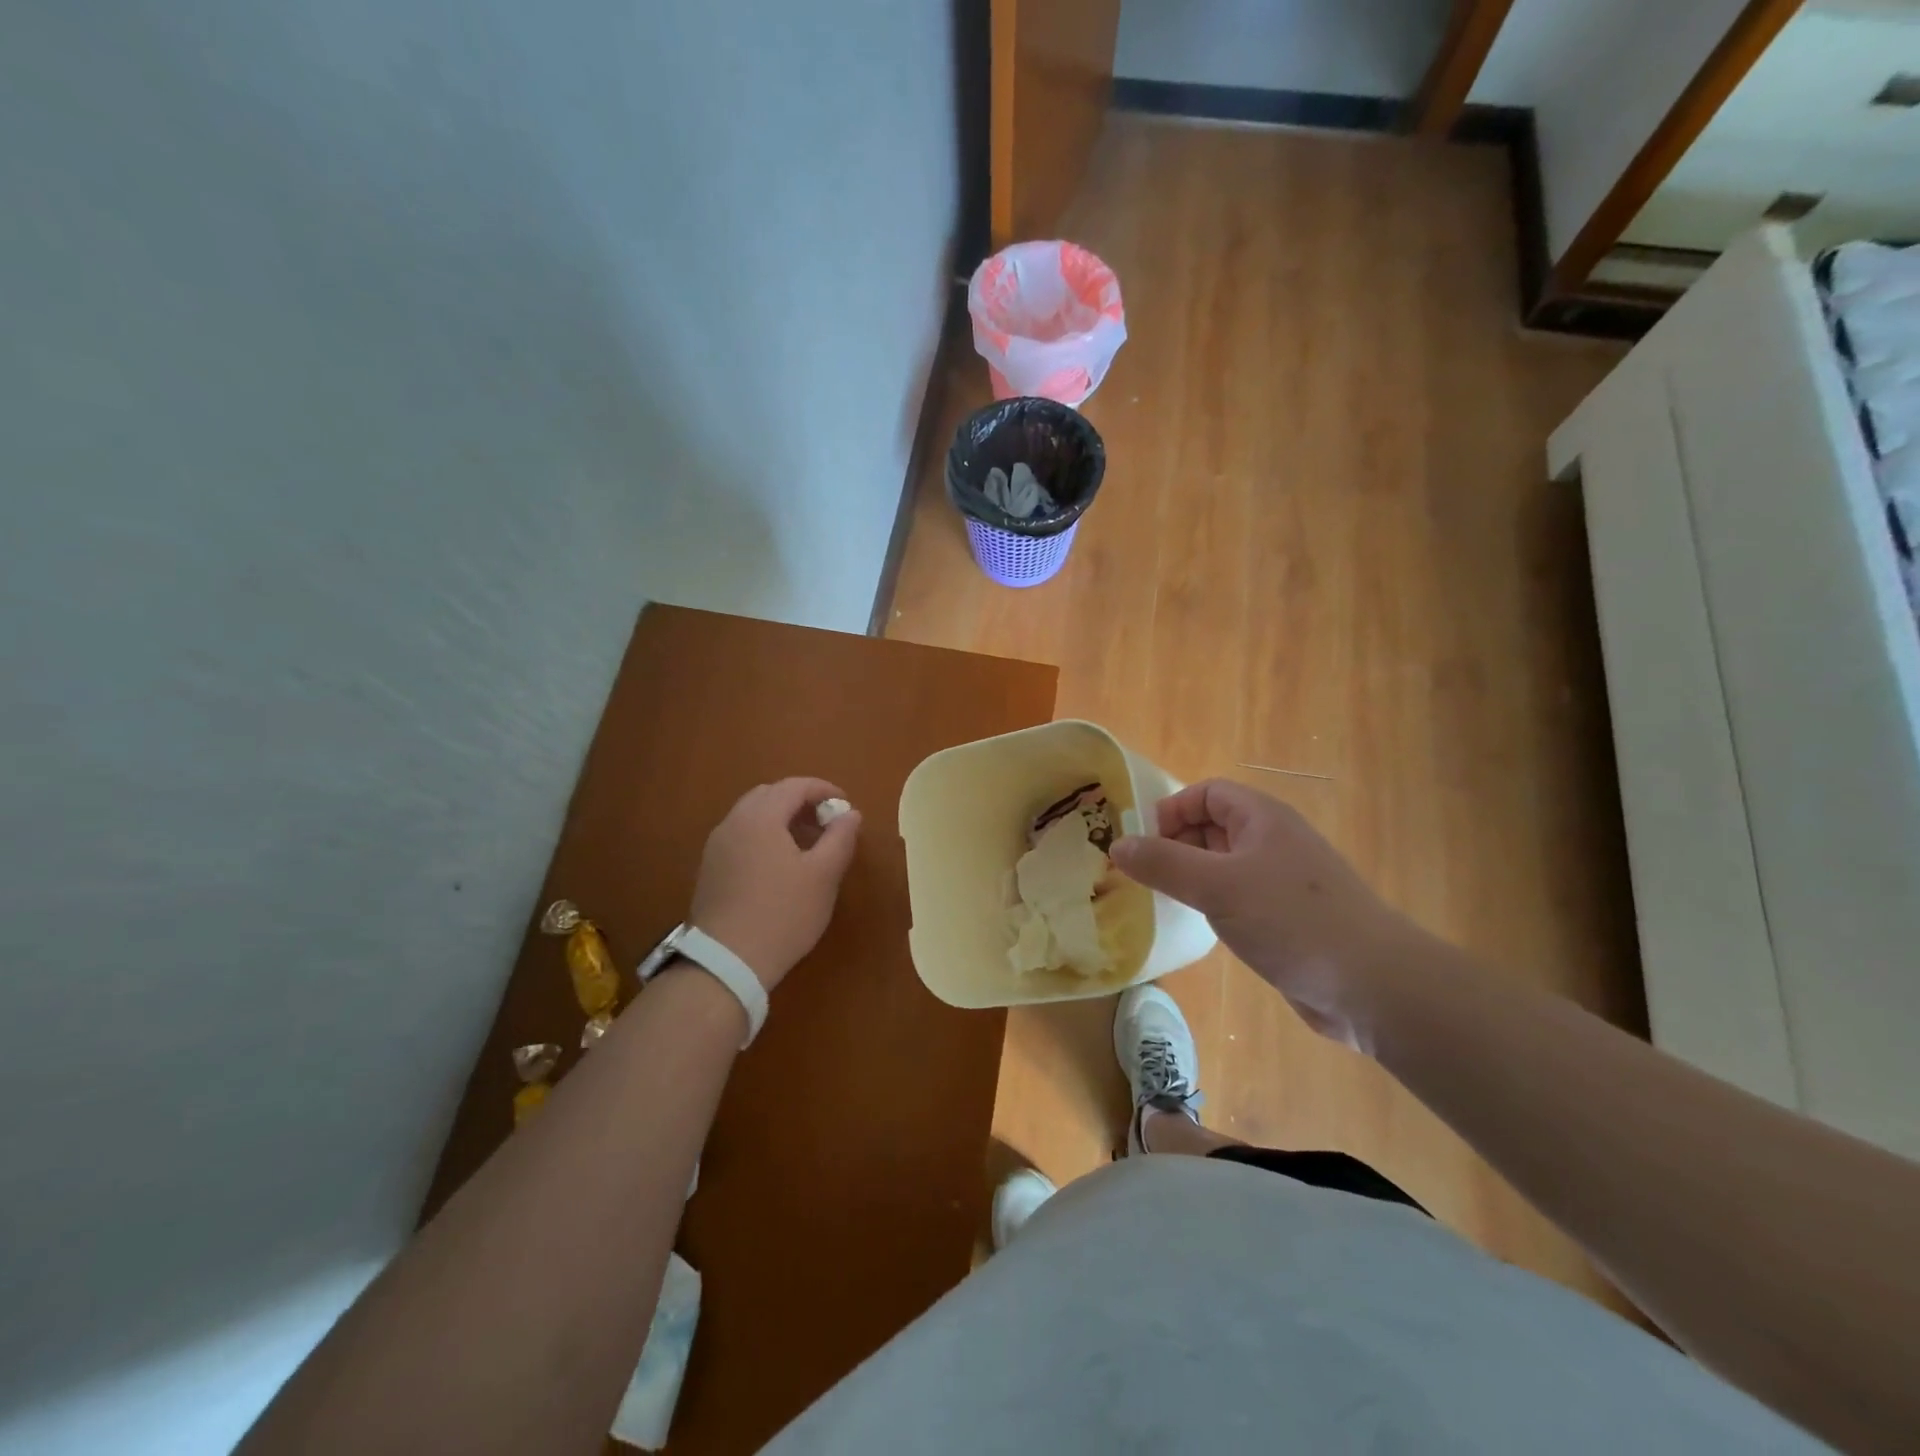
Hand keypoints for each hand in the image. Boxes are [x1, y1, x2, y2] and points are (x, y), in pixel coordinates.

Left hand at [687, 778, 861, 992]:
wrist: (726, 962)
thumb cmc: (783, 914)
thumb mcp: (824, 876)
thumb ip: (840, 838)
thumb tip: (850, 814)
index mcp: (760, 817)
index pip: (794, 786)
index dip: (823, 789)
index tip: (845, 805)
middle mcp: (733, 823)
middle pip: (769, 795)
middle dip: (800, 801)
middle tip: (826, 821)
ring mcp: (716, 847)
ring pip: (752, 817)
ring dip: (781, 819)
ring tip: (807, 843)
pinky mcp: (709, 870)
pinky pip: (741, 837)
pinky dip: (764, 837)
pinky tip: (780, 865)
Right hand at [1110, 780, 1424, 1046]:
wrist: (1372, 984)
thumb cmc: (1290, 920)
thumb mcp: (1217, 886)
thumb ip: (1163, 862)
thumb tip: (1116, 844)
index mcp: (1262, 818)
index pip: (1207, 793)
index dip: (1172, 810)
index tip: (1144, 844)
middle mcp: (1273, 841)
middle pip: (1213, 826)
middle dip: (1176, 844)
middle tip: (1143, 875)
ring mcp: (1283, 881)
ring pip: (1224, 864)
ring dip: (1192, 875)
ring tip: (1161, 899)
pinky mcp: (1287, 917)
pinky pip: (1239, 896)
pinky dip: (1213, 903)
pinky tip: (1199, 925)